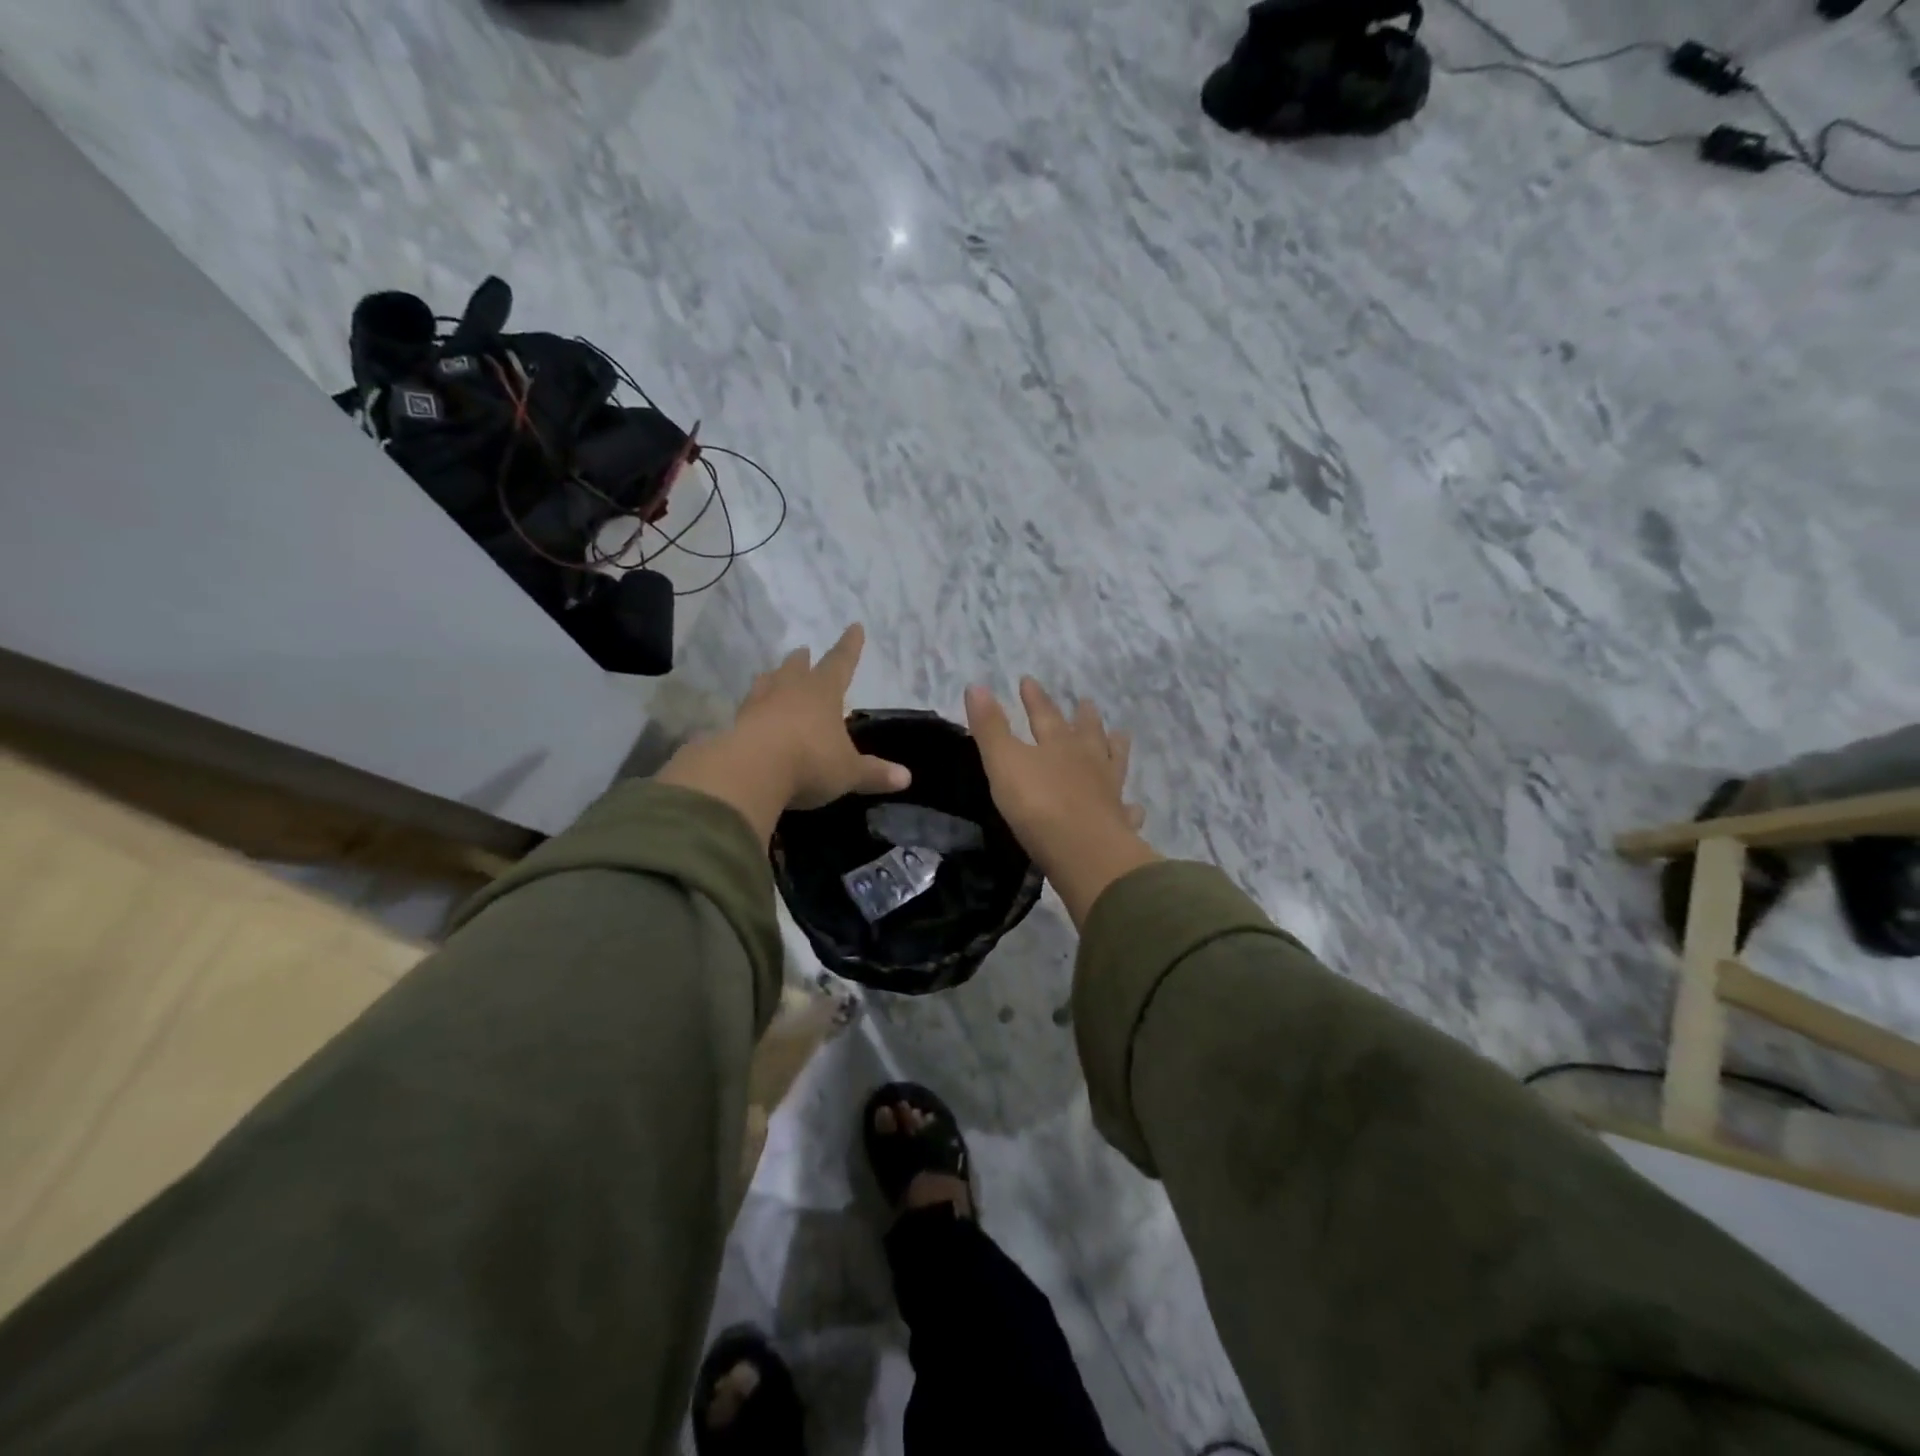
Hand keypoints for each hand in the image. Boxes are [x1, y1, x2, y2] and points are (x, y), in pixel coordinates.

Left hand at [659, 624, 909, 843]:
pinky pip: (748, 709)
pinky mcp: (736, 724)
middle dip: (803, 660)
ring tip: (773, 675)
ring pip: (767, 682)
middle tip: (804, 651)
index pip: (841, 662)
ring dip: (773, 678)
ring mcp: (759, 704)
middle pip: (797, 667)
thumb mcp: (848, 772)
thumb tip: (906, 778)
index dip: (850, 646)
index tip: (854, 626)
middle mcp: (790, 689)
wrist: (750, 771)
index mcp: (823, 692)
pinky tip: (751, 713)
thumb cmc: (809, 762)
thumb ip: (874, 773)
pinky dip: (753, 708)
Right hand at [965, 679, 1155, 926]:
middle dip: (1083, 717)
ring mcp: (1108, 791)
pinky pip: (1128, 810)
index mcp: (1058, 744)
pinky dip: (1131, 807)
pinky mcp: (1120, 822)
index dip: (1035, 698)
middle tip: (1086, 702)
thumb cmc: (1037, 805)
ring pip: (1114, 762)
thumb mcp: (1003, 762)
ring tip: (1120, 735)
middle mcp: (1088, 761)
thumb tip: (976, 686)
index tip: (1028, 680)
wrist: (1083, 851)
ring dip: (1115, 747)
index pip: (1044, 714)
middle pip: (1087, 733)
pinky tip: (1135, 807)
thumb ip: (990, 727)